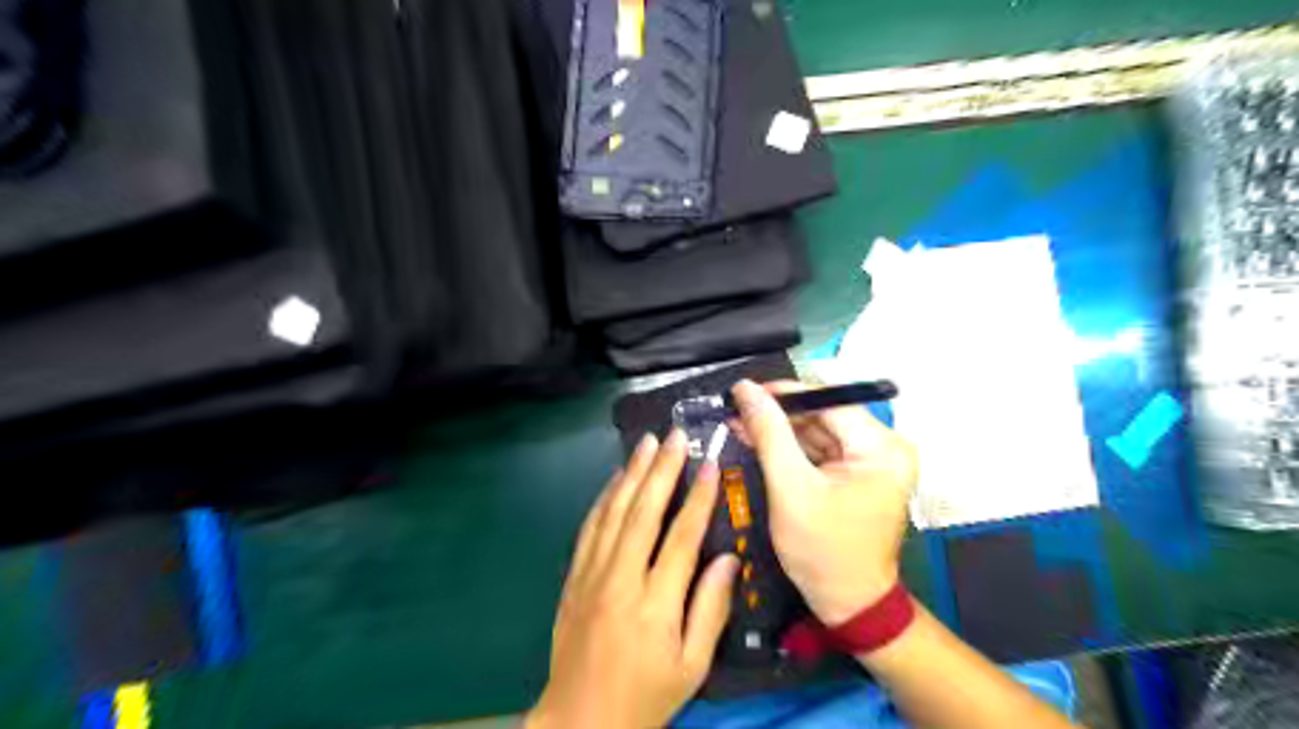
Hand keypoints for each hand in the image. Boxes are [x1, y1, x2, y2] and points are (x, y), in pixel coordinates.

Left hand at [520, 427, 734, 728]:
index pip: (681, 537)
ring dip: (632, 473)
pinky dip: (604, 498)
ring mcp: (591, 575)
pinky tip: (616, 479)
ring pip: (613, 512)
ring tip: (647, 443)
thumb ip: (710, 610)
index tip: (709, 463)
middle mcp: (620, 579)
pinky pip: (590, 527)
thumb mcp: (692, 667)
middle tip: (675, 435)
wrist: (579, 719)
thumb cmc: (645, 695)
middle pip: (643, 512)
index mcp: (655, 604)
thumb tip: (726, 559)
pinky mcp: (573, 577)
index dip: (697, 497)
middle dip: (661, 469)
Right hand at [730, 378, 922, 624]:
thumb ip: (769, 433)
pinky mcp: (857, 474)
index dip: (784, 394)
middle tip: (735, 411)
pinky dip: (789, 448)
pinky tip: (759, 441)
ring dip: (779, 430)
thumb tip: (746, 389)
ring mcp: (871, 461)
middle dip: (778, 415)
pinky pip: (819, 450)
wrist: (847, 604)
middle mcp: (884, 447)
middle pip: (823, 415)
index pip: (829, 402)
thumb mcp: (790, 488)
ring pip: (818, 431)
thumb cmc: (823, 551)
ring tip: (739, 424)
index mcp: (881, 448)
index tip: (743, 392)